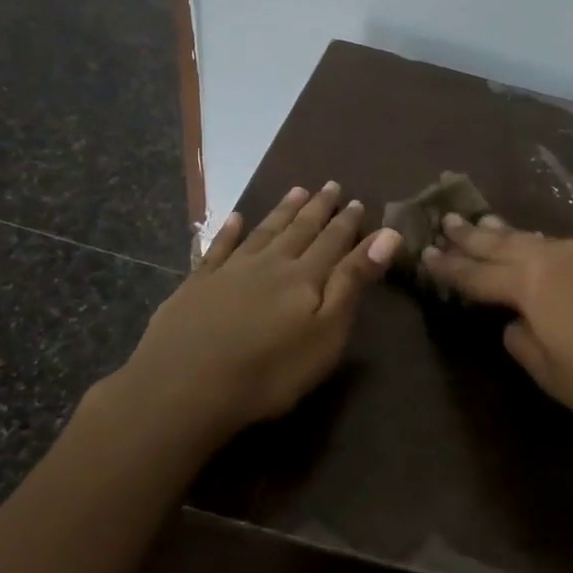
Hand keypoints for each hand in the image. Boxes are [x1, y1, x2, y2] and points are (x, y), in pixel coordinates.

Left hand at [107, 184, 403, 443]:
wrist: (184, 388)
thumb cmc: (270, 371)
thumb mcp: (327, 332)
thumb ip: (353, 282)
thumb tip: (387, 235)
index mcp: (305, 277)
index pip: (333, 242)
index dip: (347, 222)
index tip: (357, 201)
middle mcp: (270, 264)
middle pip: (299, 230)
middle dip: (318, 208)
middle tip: (330, 185)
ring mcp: (230, 271)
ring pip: (263, 232)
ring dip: (281, 211)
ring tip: (296, 191)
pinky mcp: (197, 285)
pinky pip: (217, 249)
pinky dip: (228, 231)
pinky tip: (234, 218)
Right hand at [422, 215, 572, 453]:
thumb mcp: (550, 371)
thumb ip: (522, 342)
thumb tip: (516, 324)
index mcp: (530, 283)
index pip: (477, 275)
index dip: (449, 268)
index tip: (425, 254)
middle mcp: (554, 258)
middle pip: (502, 244)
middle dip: (471, 235)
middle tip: (446, 220)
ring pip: (534, 239)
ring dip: (506, 234)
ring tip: (485, 224)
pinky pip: (561, 248)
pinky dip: (538, 246)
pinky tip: (538, 249)